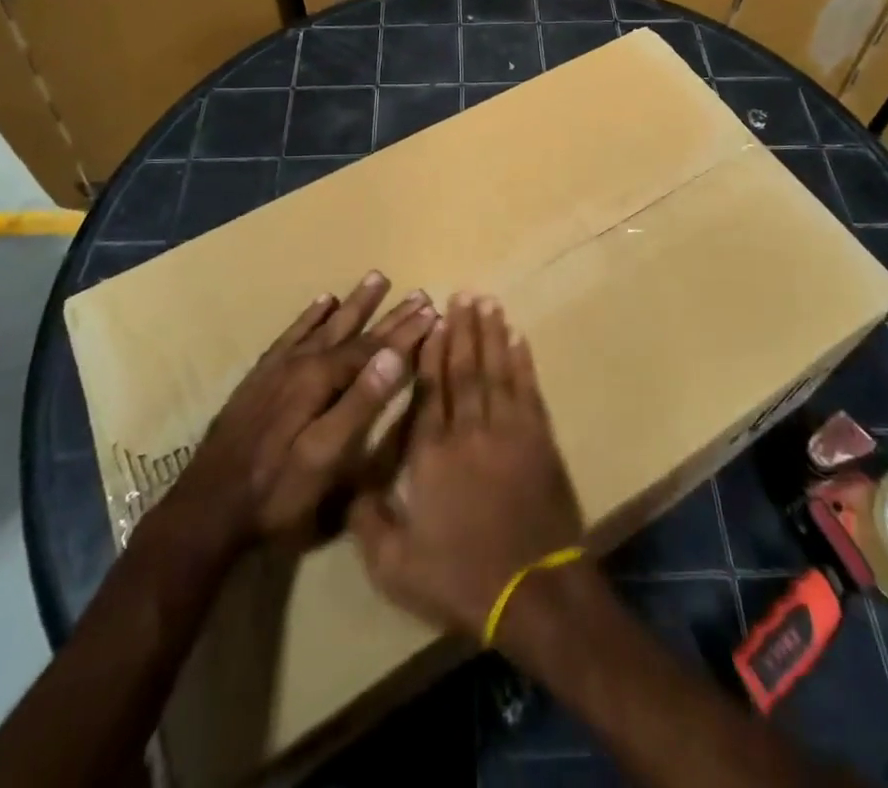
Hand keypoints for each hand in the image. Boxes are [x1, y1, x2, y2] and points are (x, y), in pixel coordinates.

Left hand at [160, 272, 435, 551]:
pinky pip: (292, 334)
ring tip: (375, 278)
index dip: (405, 332)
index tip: (433, 310)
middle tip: (417, 292)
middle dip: (388, 313)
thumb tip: (394, 355)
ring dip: (353, 304)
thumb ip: (360, 403)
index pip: (373, 349)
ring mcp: (278, 367)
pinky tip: (322, 302)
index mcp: (320, 379)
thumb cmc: (275, 491)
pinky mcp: (261, 376)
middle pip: (353, 331)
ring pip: (324, 325)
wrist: (205, 509)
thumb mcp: (325, 455)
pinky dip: (310, 316)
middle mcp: (301, 362)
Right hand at [350, 295, 584, 642]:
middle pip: (464, 369)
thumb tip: (347, 487)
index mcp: (432, 454)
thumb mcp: (396, 567)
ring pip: (496, 370)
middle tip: (462, 293)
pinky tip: (519, 338)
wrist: (534, 593)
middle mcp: (469, 431)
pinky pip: (528, 389)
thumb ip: (367, 523)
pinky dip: (523, 361)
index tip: (433, 321)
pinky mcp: (539, 439)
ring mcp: (508, 431)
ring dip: (491, 334)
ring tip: (488, 302)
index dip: (430, 353)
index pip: (429, 390)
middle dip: (462, 329)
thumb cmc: (461, 578)